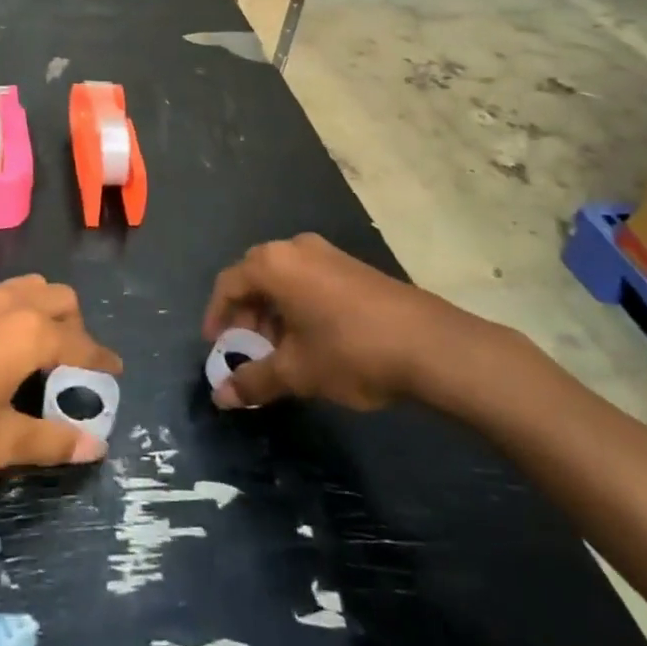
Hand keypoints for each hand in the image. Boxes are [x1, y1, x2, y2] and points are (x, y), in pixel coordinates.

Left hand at [0, 277, 121, 479]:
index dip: (102, 361)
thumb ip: (50, 441)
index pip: (81, 344)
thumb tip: (95, 447)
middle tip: (70, 367)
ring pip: (29, 288)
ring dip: (45, 312)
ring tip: (36, 353)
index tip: (115, 373)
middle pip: (61, 300)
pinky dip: (15, 311)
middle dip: (75, 329)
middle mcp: (10, 302)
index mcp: (29, 333)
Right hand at [203, 235, 492, 412]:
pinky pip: (308, 279)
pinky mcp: (351, 266)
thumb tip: (220, 398)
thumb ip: (254, 381)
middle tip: (247, 350)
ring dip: (272, 312)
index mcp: (273, 264)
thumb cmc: (350, 351)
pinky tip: (311, 339)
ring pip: (283, 279)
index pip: (228, 284)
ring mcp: (326, 253)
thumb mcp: (297, 372)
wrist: (430, 344)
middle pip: (254, 276)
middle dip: (245, 314)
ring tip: (280, 351)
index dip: (217, 316)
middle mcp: (295, 248)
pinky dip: (297, 305)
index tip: (216, 347)